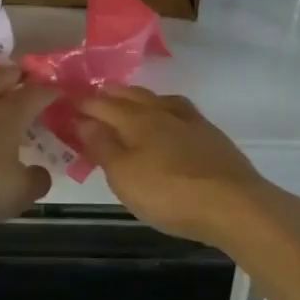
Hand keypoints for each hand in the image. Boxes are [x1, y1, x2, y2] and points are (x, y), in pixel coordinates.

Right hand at [76, 86, 286, 246]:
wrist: (235, 205)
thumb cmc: (170, 193)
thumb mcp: (125, 176)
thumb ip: (102, 147)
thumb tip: (82, 121)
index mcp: (135, 120)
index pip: (101, 106)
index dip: (81, 103)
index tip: (64, 102)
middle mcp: (161, 112)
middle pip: (129, 96)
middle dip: (108, 94)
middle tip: (92, 95)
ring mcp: (189, 121)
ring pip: (156, 99)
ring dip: (136, 97)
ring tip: (126, 100)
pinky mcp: (210, 135)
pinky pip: (178, 111)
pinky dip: (164, 108)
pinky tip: (168, 119)